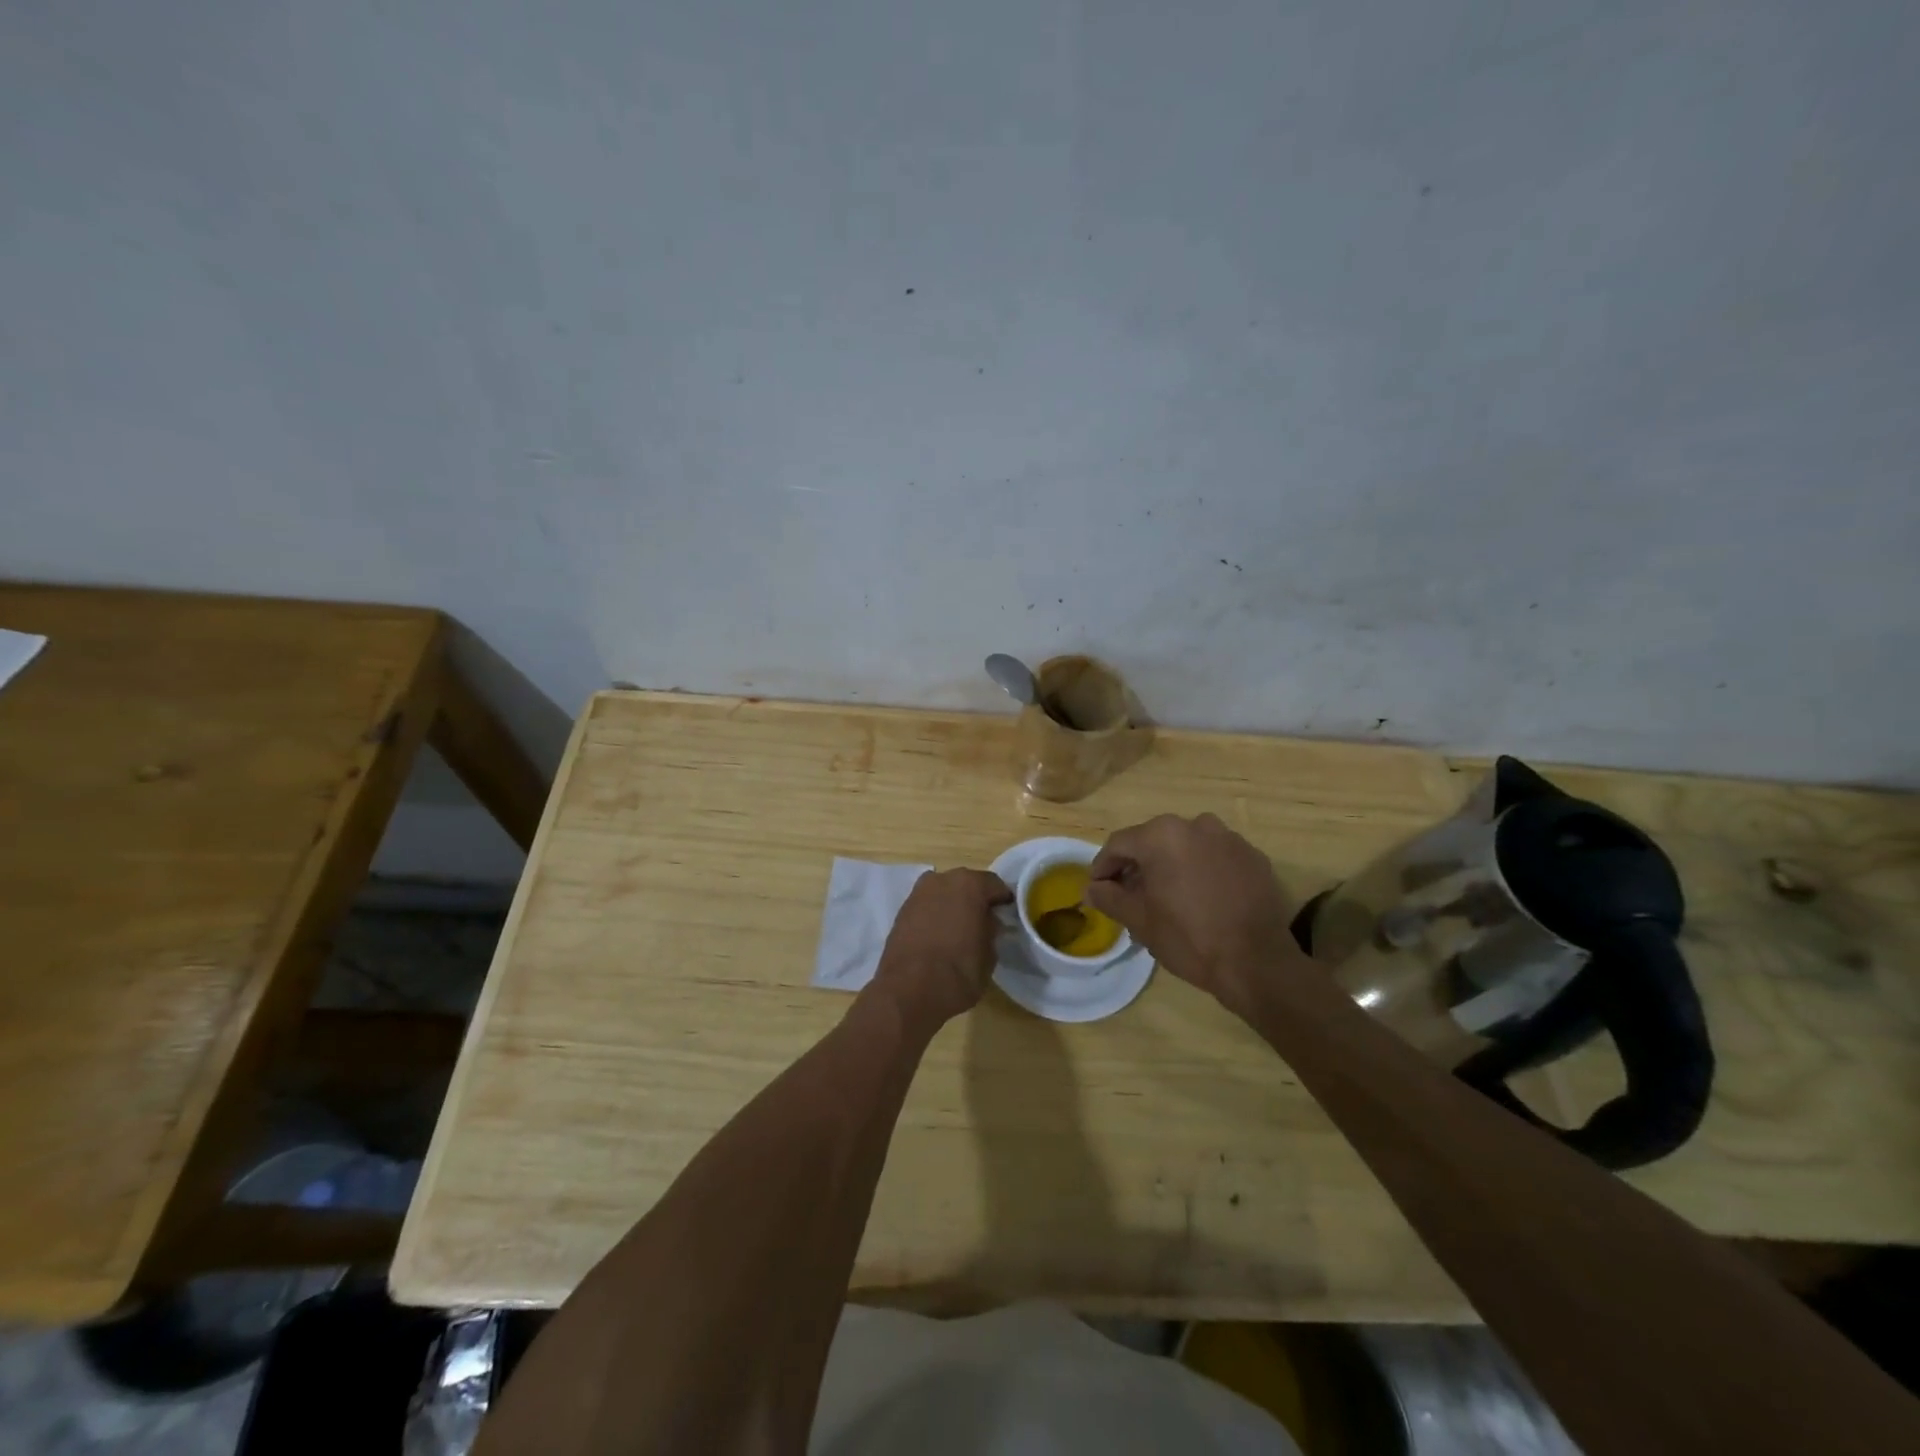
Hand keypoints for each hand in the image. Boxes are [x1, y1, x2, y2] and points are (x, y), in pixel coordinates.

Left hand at [869, 868, 1013, 1030]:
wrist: (908, 991)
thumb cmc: (958, 972)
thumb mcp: (990, 955)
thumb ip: (991, 930)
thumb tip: (988, 923)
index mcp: (970, 884)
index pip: (995, 885)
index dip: (1002, 901)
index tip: (1007, 916)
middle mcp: (942, 880)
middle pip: (966, 884)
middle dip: (975, 900)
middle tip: (983, 922)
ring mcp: (918, 893)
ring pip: (943, 893)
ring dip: (952, 906)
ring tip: (959, 930)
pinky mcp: (901, 911)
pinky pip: (927, 906)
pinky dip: (934, 915)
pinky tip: (939, 936)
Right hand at [1087, 813, 1304, 1015]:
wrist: (1257, 963)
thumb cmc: (1189, 938)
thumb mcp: (1139, 920)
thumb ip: (1110, 898)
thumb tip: (1091, 888)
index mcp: (1162, 835)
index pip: (1119, 844)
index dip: (1103, 867)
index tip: (1099, 889)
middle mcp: (1196, 825)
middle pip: (1154, 841)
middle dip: (1139, 866)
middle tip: (1131, 897)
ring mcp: (1229, 839)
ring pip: (1187, 847)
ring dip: (1172, 866)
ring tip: (1168, 898)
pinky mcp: (1254, 857)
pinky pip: (1216, 857)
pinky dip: (1203, 871)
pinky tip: (1203, 899)